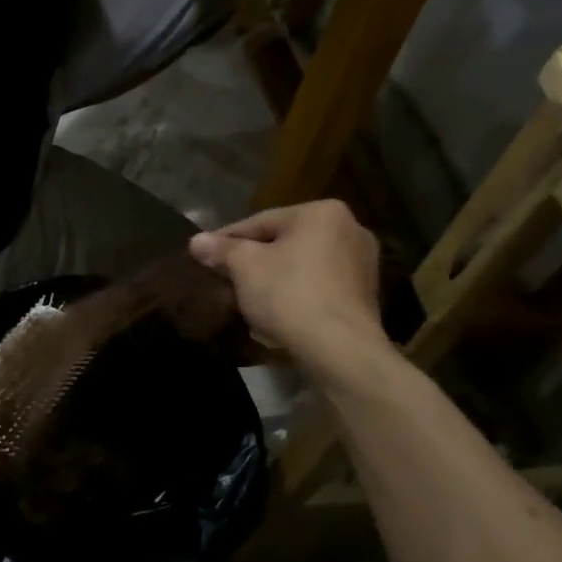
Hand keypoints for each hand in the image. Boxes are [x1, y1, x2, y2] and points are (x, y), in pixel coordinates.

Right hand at [188, 201, 385, 370]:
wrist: (339, 349)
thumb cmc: (289, 294)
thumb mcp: (244, 266)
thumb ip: (221, 249)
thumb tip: (197, 241)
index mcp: (322, 212)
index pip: (261, 221)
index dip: (227, 239)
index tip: (204, 255)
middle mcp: (349, 230)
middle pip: (284, 243)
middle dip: (252, 261)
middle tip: (223, 278)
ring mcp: (362, 265)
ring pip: (301, 266)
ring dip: (272, 279)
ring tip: (244, 299)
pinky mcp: (364, 297)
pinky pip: (318, 288)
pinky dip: (295, 296)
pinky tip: (275, 314)